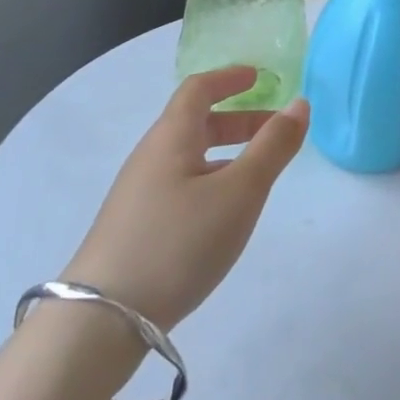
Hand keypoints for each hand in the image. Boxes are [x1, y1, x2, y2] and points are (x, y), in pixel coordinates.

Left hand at [64, 68, 307, 329]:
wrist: (101, 322)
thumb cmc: (178, 242)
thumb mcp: (240, 192)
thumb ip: (273, 146)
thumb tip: (299, 103)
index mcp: (171, 137)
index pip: (199, 89)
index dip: (230, 78)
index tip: (259, 77)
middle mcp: (150, 157)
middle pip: (195, 122)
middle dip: (238, 119)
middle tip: (274, 129)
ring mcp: (138, 194)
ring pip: (189, 157)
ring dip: (227, 153)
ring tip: (258, 175)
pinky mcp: (135, 228)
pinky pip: (180, 184)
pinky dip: (211, 179)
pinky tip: (224, 214)